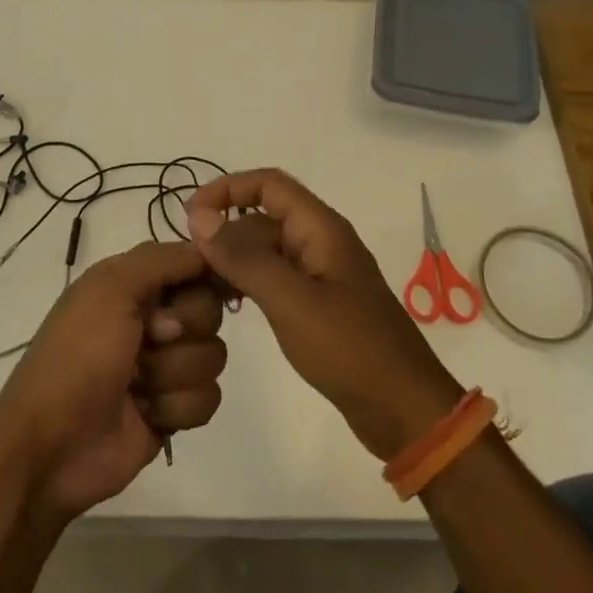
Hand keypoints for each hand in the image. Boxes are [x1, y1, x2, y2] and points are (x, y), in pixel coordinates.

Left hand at [0, 240, 227, 522]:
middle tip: (148, 339)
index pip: (193, 265)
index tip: (204, 285)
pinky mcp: (173, 411)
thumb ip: (162, 259)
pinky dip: (176, 407)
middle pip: (210, 310)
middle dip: (185, 328)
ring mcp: (164, 367)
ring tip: (136, 385)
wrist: (51, 445)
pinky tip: (145, 414)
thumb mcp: (110, 288)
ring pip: (213, 356)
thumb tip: (208, 249)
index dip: (204, 275)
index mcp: (133, 286)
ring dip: (173, 372)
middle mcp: (152, 320)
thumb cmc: (78, 357)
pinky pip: (208, 398)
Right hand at [186, 170, 461, 459]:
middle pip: (263, 217)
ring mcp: (320, 274)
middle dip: (225, 232)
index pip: (269, 183)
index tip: (189, 217)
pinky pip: (275, 278)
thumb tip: (199, 216)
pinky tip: (229, 305)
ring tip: (202, 288)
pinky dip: (249, 283)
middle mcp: (321, 242)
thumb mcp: (291, 301)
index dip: (227, 189)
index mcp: (321, 229)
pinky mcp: (318, 303)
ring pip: (267, 249)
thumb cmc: (349, 348)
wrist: (402, 409)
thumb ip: (244, 257)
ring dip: (234, 260)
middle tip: (189, 267)